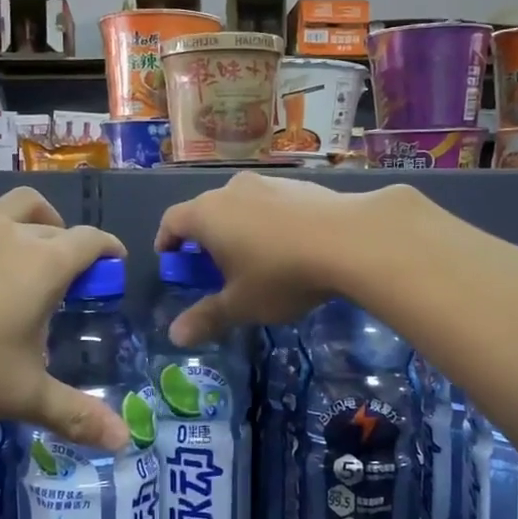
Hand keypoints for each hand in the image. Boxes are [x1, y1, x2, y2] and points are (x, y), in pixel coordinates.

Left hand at [0, 189, 129, 448]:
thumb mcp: (23, 397)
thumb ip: (77, 416)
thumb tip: (125, 441)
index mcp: (44, 266)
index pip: (91, 241)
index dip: (109, 250)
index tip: (114, 267)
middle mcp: (13, 236)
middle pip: (56, 226)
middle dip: (72, 246)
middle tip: (69, 284)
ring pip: (16, 202)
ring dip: (35, 217)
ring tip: (32, 246)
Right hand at [153, 174, 417, 344]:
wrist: (351, 239)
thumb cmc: (281, 274)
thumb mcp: (241, 305)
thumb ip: (207, 317)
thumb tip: (175, 336)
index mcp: (207, 215)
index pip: (172, 220)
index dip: (166, 240)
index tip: (169, 257)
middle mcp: (232, 190)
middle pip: (206, 210)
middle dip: (204, 236)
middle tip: (212, 264)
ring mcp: (268, 183)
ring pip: (241, 204)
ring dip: (238, 226)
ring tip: (253, 256)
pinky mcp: (301, 185)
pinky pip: (272, 203)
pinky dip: (269, 221)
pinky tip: (290, 245)